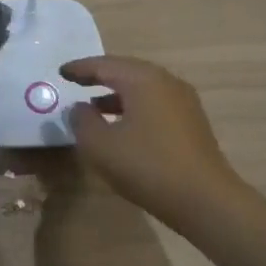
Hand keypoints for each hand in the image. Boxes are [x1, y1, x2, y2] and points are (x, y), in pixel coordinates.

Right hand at [59, 56, 245, 224]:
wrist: (205, 200)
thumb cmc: (147, 166)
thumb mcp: (100, 146)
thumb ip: (82, 121)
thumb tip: (80, 108)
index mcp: (143, 80)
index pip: (105, 65)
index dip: (80, 68)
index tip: (61, 72)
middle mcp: (166, 82)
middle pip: (126, 71)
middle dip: (100, 76)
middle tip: (76, 81)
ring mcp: (184, 102)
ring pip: (143, 88)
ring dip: (117, 94)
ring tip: (95, 107)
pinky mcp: (192, 123)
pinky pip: (155, 104)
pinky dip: (134, 107)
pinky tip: (123, 127)